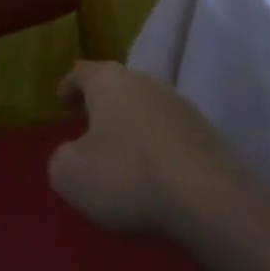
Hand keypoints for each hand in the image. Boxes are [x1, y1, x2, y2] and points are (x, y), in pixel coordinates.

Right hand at [48, 60, 239, 235]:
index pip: (80, 72)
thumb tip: (71, 155)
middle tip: (89, 129)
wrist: (209, 198)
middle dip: (102, 106)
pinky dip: (159, 149)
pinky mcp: (208, 134)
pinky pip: (172, 135)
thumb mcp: (70, 174)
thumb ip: (61, 159)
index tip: (60, 104)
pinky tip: (156, 175)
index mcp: (108, 80)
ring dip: (133, 127)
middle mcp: (145, 81)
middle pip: (117, 87)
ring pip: (147, 109)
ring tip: (124, 156)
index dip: (68, 87)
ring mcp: (181, 105)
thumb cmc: (127, 175)